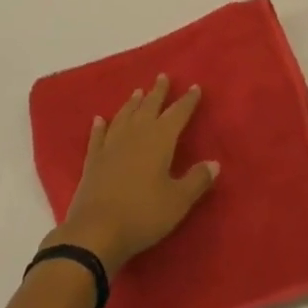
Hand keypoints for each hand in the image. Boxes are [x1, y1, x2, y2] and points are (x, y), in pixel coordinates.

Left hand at [44, 75, 218, 271]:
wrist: (97, 230)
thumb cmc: (144, 214)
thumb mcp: (178, 201)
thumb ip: (197, 180)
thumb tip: (214, 162)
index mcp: (159, 140)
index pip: (177, 114)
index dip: (187, 101)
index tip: (195, 87)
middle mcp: (135, 135)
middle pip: (149, 107)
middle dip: (158, 92)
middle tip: (162, 77)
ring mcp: (111, 145)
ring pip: (124, 116)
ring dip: (132, 103)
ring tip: (138, 91)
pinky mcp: (93, 160)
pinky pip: (98, 136)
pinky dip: (100, 126)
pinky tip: (99, 120)